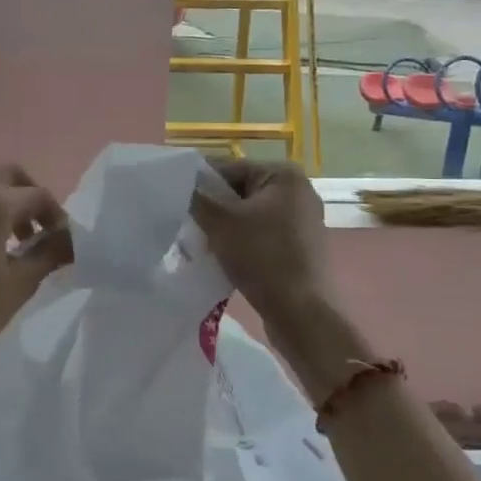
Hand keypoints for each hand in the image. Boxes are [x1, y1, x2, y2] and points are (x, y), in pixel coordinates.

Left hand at [0, 165, 73, 390]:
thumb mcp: (20, 284)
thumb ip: (50, 253)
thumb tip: (72, 239)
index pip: (37, 195)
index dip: (57, 217)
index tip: (64, 243)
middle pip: (8, 177)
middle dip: (30, 198)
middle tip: (40, 232)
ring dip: (4, 204)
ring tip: (14, 244)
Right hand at [190, 157, 331, 327]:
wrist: (300, 311)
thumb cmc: (261, 256)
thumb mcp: (220, 223)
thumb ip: (197, 197)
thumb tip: (180, 184)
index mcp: (283, 175)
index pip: (229, 168)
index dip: (200, 184)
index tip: (177, 202)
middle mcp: (298, 191)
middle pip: (240, 190)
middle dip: (213, 208)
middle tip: (188, 225)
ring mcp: (303, 219)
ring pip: (249, 214)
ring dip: (225, 227)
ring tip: (203, 243)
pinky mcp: (301, 245)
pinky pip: (262, 233)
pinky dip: (242, 241)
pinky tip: (224, 257)